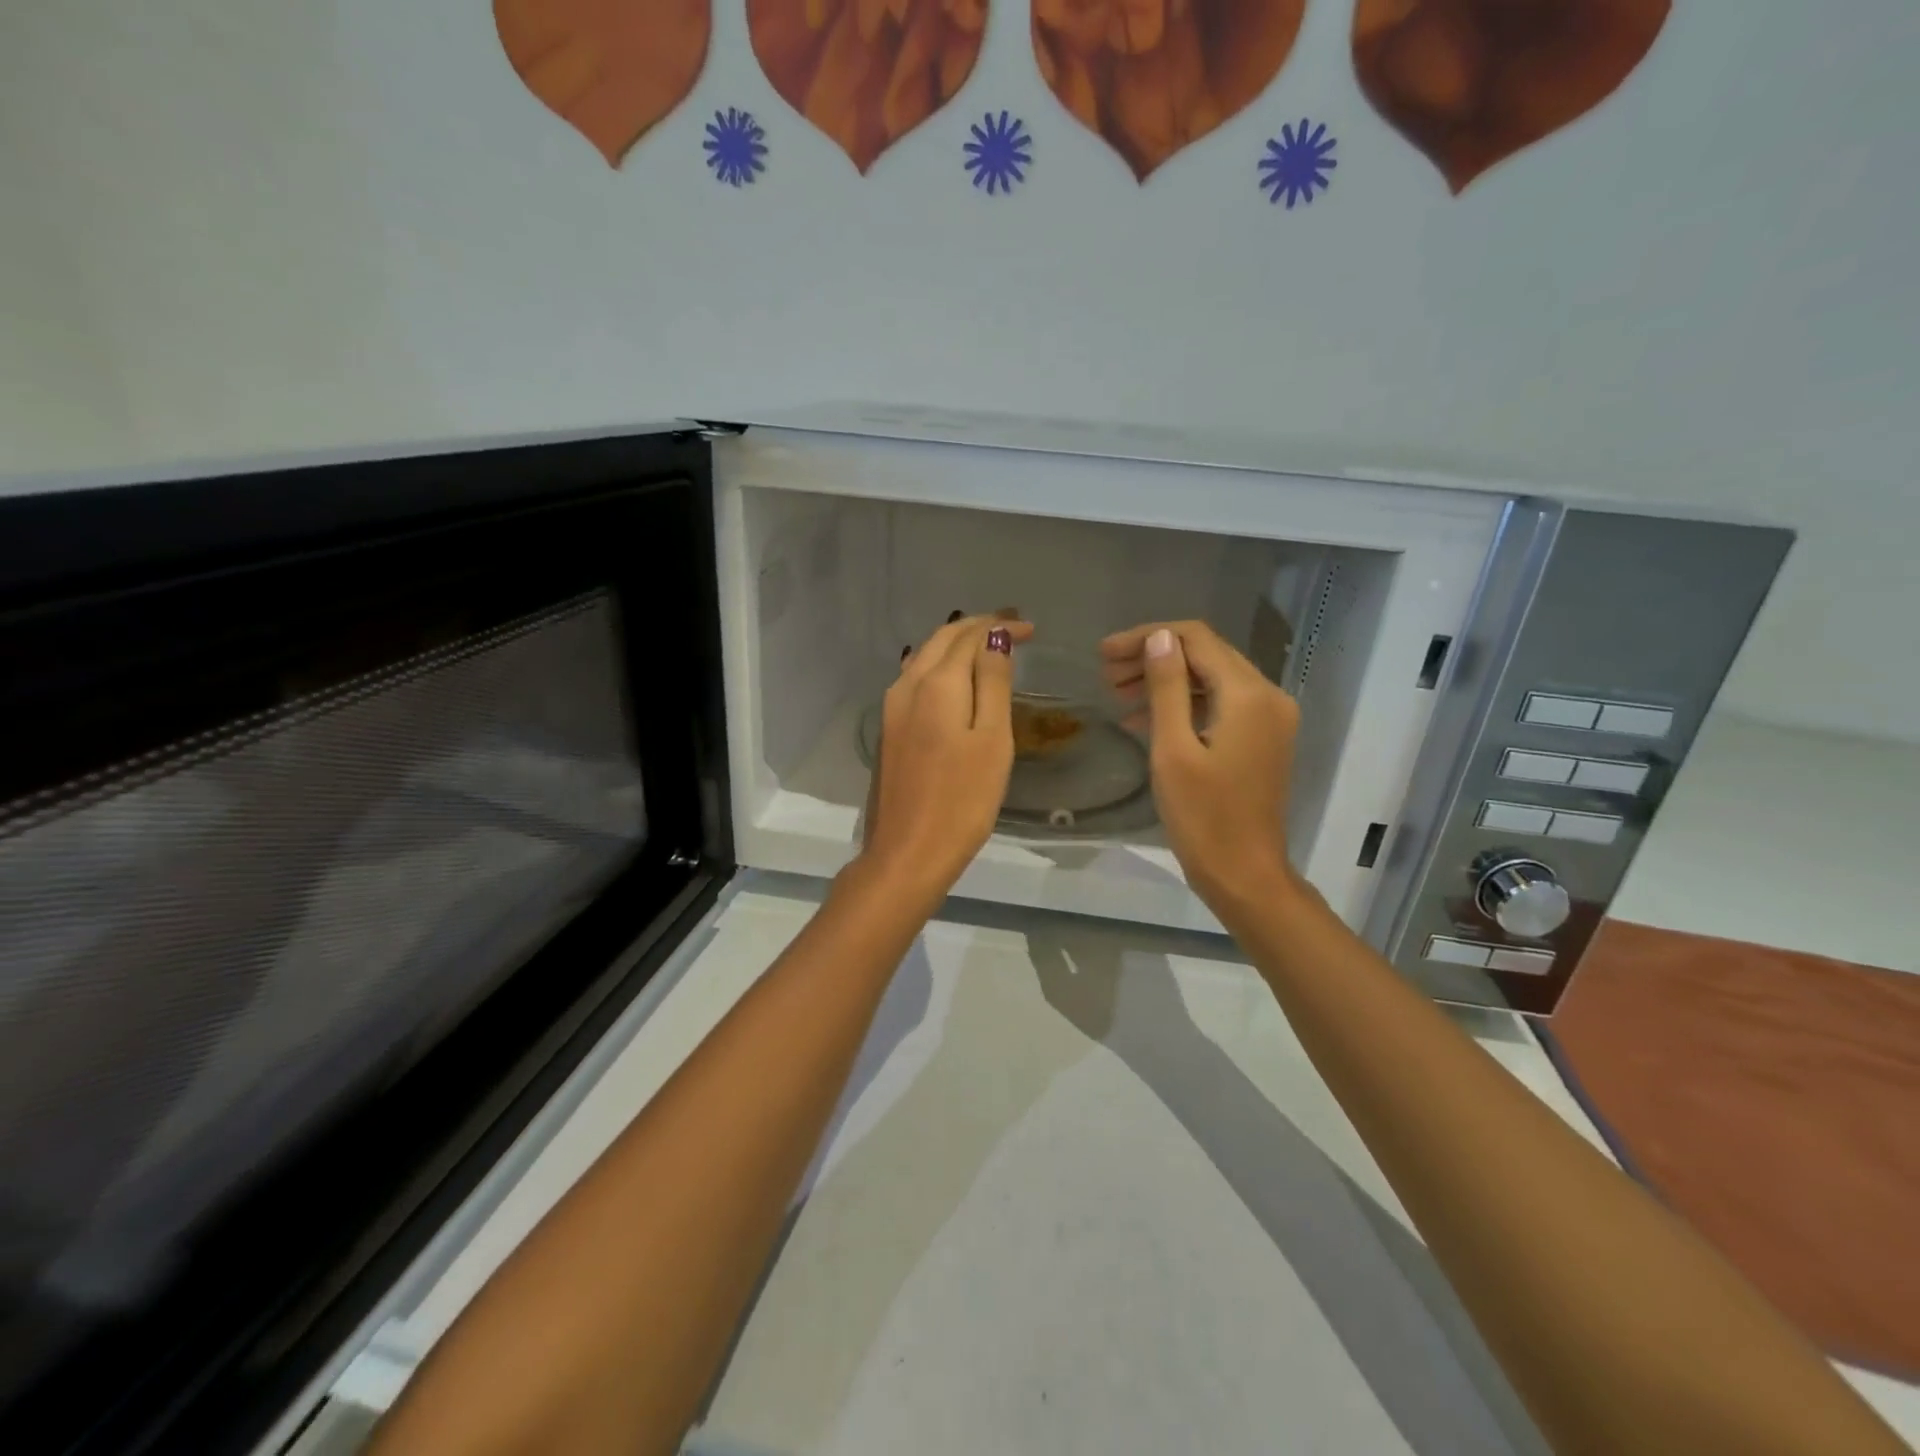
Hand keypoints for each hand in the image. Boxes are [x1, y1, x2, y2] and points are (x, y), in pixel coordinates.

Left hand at [856, 613, 1034, 905]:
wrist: (907, 852)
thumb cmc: (962, 799)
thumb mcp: (992, 739)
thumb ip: (993, 683)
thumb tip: (995, 638)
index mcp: (936, 683)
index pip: (969, 636)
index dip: (1001, 626)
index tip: (1031, 629)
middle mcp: (907, 686)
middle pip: (942, 640)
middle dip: (977, 628)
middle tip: (1013, 627)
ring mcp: (892, 709)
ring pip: (925, 658)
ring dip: (956, 645)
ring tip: (988, 647)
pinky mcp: (889, 730)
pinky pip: (916, 679)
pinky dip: (941, 667)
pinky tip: (956, 679)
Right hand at [1100, 620, 1299, 914]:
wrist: (1244, 874)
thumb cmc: (1203, 817)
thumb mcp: (1174, 749)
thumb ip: (1167, 688)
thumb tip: (1158, 638)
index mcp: (1248, 695)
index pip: (1196, 639)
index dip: (1148, 637)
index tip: (1105, 653)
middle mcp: (1267, 696)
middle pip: (1206, 655)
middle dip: (1154, 656)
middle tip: (1106, 674)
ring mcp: (1268, 718)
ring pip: (1211, 679)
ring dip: (1166, 680)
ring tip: (1117, 694)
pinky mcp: (1261, 738)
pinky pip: (1219, 705)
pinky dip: (1183, 704)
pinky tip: (1143, 718)